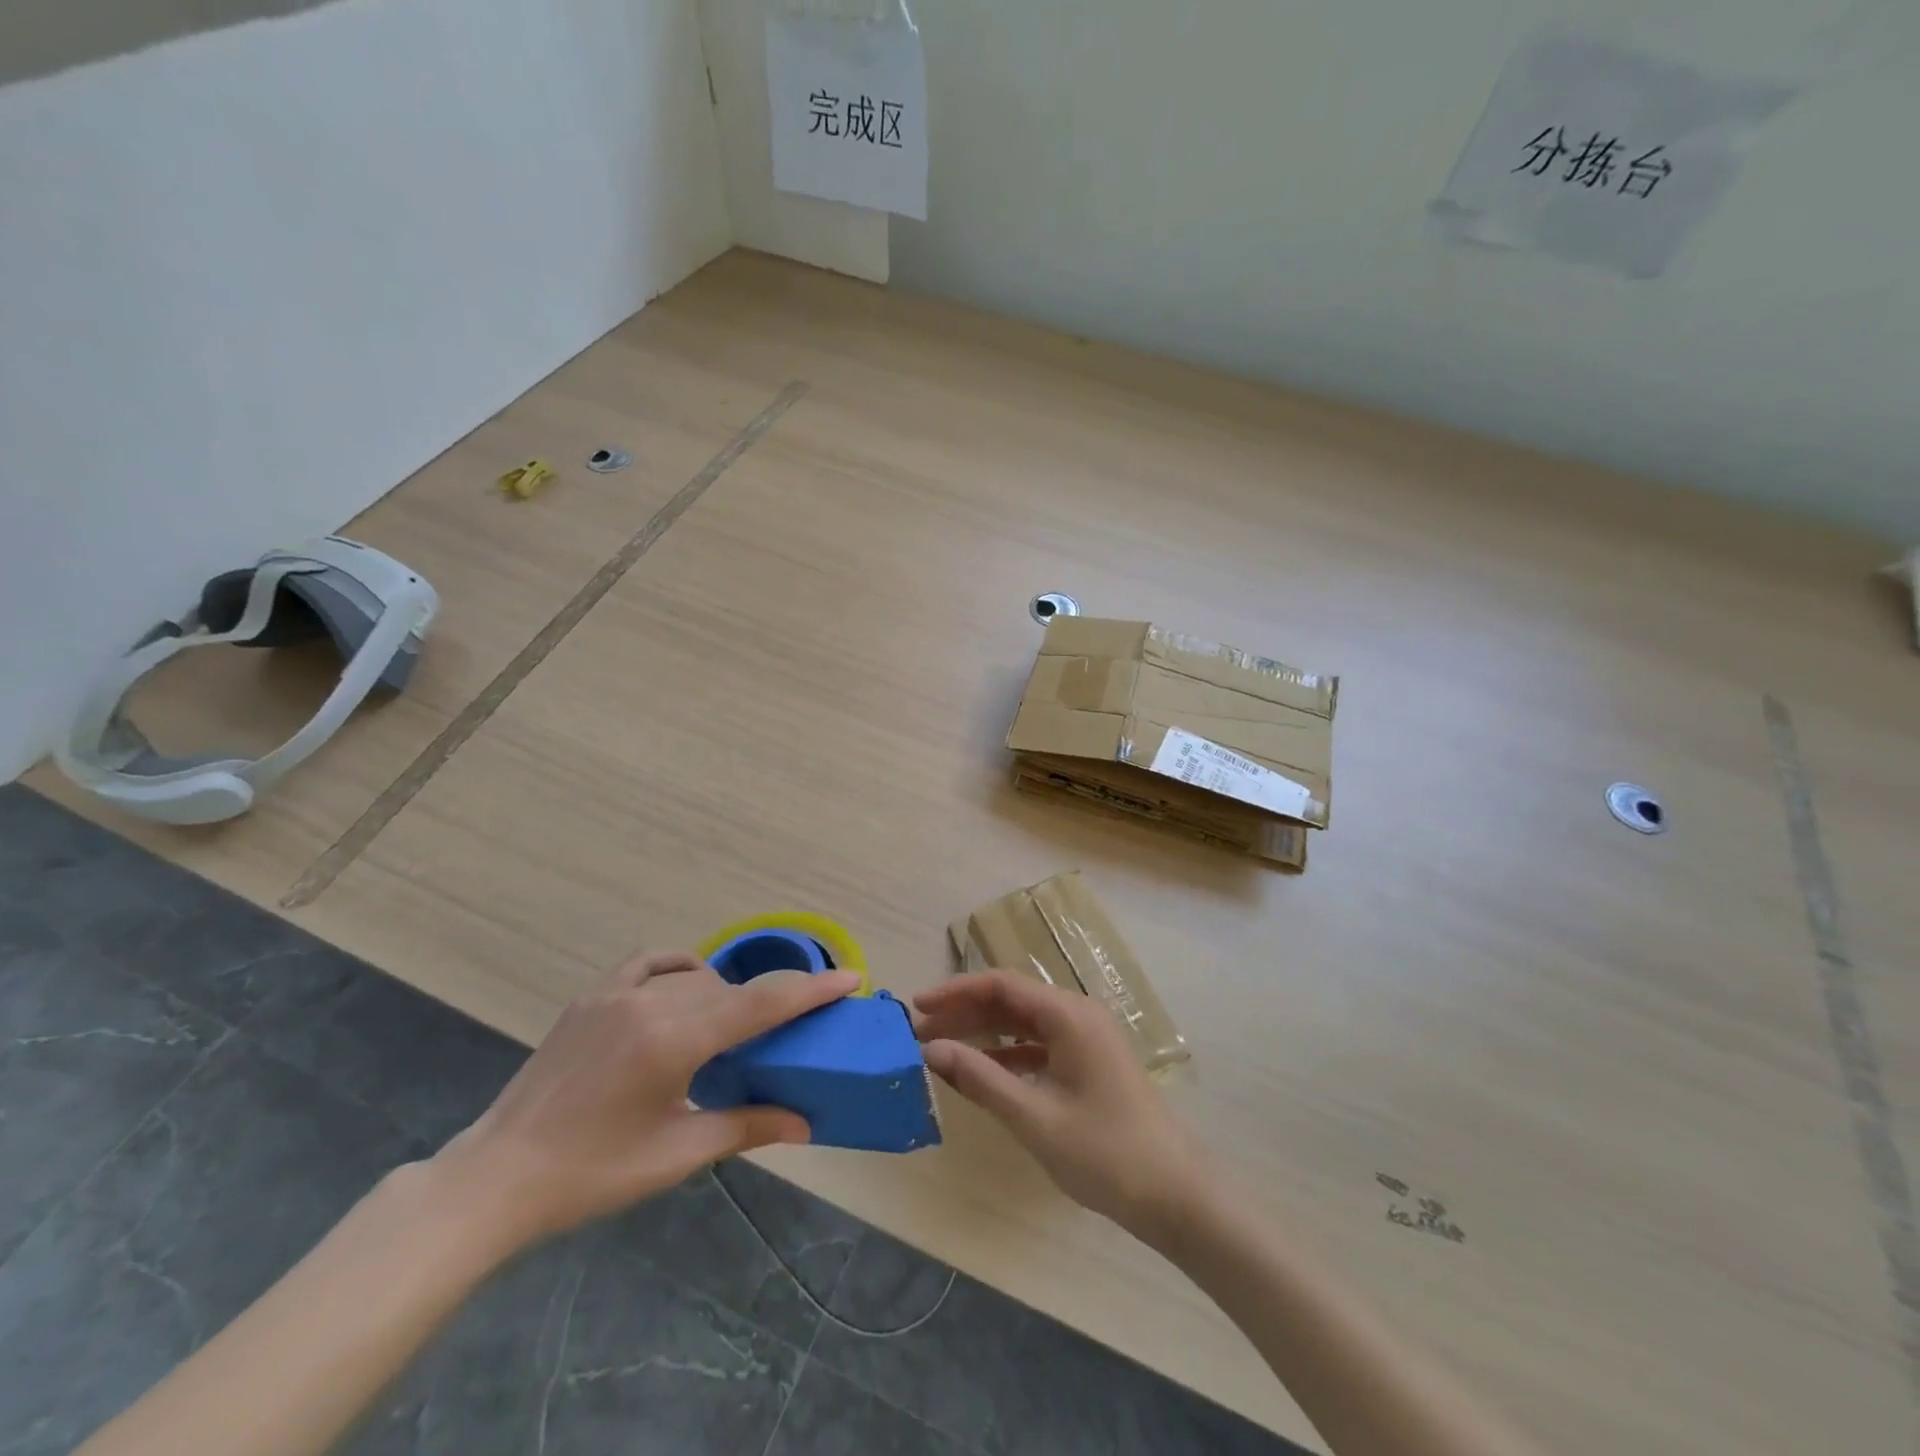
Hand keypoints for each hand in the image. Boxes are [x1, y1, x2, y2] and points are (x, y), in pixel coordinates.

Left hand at [436, 953, 861, 1249]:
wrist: (497, 1177)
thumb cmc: (592, 1174)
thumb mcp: (676, 1154)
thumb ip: (745, 1127)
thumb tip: (804, 1121)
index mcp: (674, 1042)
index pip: (760, 1004)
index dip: (810, 989)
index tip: (849, 978)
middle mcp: (650, 1003)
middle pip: (732, 989)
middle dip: (770, 1001)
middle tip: (792, 1024)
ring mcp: (616, 993)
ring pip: (695, 976)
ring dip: (725, 993)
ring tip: (732, 1025)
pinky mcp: (592, 995)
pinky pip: (651, 963)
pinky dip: (681, 968)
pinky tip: (688, 985)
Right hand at [914, 972, 1212, 1242]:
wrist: (1176, 1195)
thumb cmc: (1105, 1153)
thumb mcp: (1034, 1117)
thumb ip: (981, 1079)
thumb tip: (931, 1050)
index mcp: (1068, 1014)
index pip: (1000, 985)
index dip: (955, 992)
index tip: (917, 1007)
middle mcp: (1077, 1014)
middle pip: (1010, 1000)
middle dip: (964, 1013)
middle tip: (919, 1033)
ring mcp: (1086, 1038)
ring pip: (1023, 1023)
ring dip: (983, 1034)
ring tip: (940, 1050)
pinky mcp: (1089, 1062)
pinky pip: (1039, 1045)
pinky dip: (1008, 1055)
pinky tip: (981, 1072)